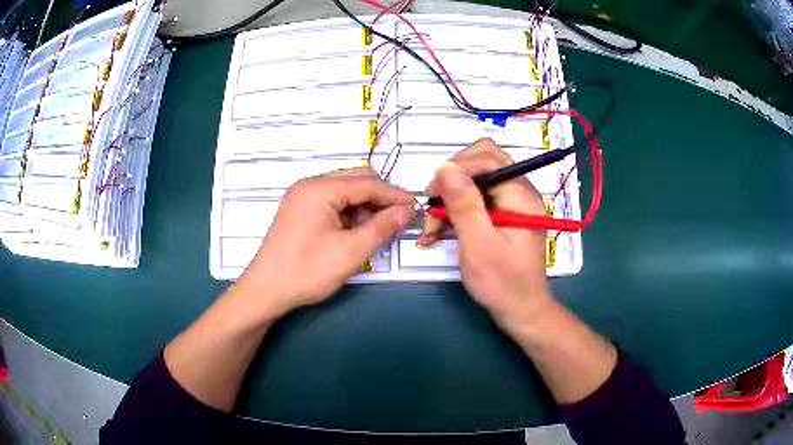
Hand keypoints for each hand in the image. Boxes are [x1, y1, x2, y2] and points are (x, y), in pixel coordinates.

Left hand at [238, 168, 415, 319]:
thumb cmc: (306, 271)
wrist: (266, 291)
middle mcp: (310, 185)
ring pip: (344, 191)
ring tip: (380, 228)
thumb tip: (408, 210)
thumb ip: (382, 227)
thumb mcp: (350, 252)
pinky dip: (349, 212)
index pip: (367, 183)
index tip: (416, 209)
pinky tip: (357, 230)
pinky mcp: (299, 210)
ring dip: (365, 205)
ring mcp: (302, 197)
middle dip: (380, 198)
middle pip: (356, 180)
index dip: (395, 195)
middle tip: (399, 219)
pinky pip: (332, 202)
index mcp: (320, 189)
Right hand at [419, 138, 550, 323]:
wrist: (519, 311)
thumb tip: (445, 167)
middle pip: (481, 164)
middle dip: (452, 182)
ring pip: (474, 182)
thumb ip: (464, 204)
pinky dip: (455, 212)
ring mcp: (511, 203)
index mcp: (521, 196)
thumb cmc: (502, 283)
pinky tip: (438, 232)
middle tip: (432, 207)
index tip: (432, 194)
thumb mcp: (478, 245)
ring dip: (449, 200)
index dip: (456, 169)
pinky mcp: (502, 215)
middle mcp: (519, 192)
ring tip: (431, 229)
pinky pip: (475, 200)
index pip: (487, 159)